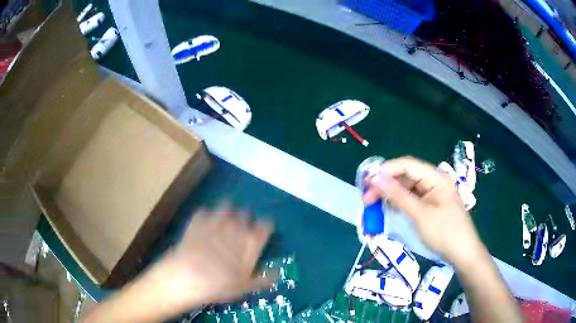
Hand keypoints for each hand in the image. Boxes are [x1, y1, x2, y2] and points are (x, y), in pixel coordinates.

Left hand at [128, 205, 272, 317]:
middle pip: (246, 213)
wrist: (187, 277)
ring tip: (223, 222)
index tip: (261, 232)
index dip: (264, 227)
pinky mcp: (196, 220)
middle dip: (245, 218)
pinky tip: (203, 224)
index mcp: (250, 242)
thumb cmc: (220, 285)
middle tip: (240, 230)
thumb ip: (263, 278)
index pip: (265, 225)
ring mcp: (215, 221)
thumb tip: (278, 273)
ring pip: (226, 206)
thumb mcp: (245, 287)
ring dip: (227, 212)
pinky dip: (205, 215)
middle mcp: (235, 227)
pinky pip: (204, 211)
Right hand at [363, 156, 483, 264]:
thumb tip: (375, 177)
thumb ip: (398, 195)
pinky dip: (399, 204)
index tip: (366, 182)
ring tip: (374, 206)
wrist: (463, 254)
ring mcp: (432, 195)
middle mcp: (434, 182)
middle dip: (386, 185)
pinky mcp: (430, 207)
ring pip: (407, 189)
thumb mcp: (420, 214)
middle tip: (367, 200)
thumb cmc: (445, 232)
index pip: (407, 165)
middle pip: (406, 176)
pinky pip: (411, 200)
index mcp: (435, 178)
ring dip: (391, 196)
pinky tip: (389, 210)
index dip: (386, 170)